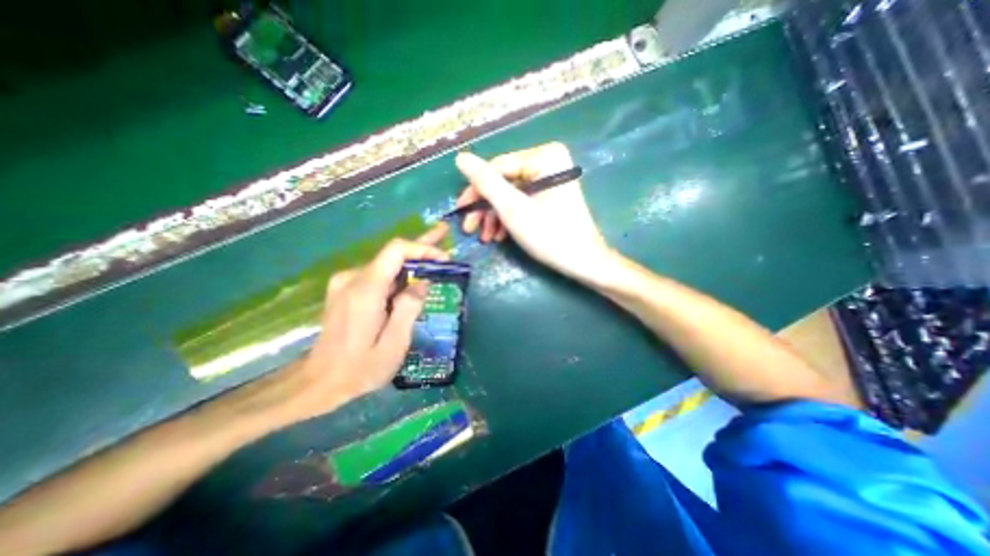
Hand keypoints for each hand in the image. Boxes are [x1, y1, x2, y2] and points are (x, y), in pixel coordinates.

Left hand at [287, 224, 448, 418]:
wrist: (318, 381)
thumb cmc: (359, 369)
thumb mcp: (393, 345)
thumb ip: (409, 309)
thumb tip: (422, 283)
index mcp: (365, 290)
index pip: (396, 251)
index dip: (422, 248)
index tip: (443, 259)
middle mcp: (353, 278)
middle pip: (392, 253)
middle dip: (421, 246)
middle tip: (443, 233)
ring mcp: (346, 282)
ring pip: (387, 263)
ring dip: (412, 262)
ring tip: (436, 260)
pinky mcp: (346, 289)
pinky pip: (379, 274)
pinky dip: (400, 274)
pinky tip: (414, 279)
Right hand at [457, 144, 617, 283]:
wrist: (584, 262)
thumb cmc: (549, 235)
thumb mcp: (513, 209)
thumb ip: (486, 183)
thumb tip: (461, 157)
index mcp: (544, 157)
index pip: (497, 168)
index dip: (475, 190)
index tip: (460, 211)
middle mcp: (548, 161)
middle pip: (504, 182)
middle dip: (486, 208)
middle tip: (470, 228)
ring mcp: (550, 179)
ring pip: (511, 194)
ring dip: (495, 216)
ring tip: (485, 238)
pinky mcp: (551, 195)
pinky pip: (523, 201)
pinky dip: (509, 218)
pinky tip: (499, 235)